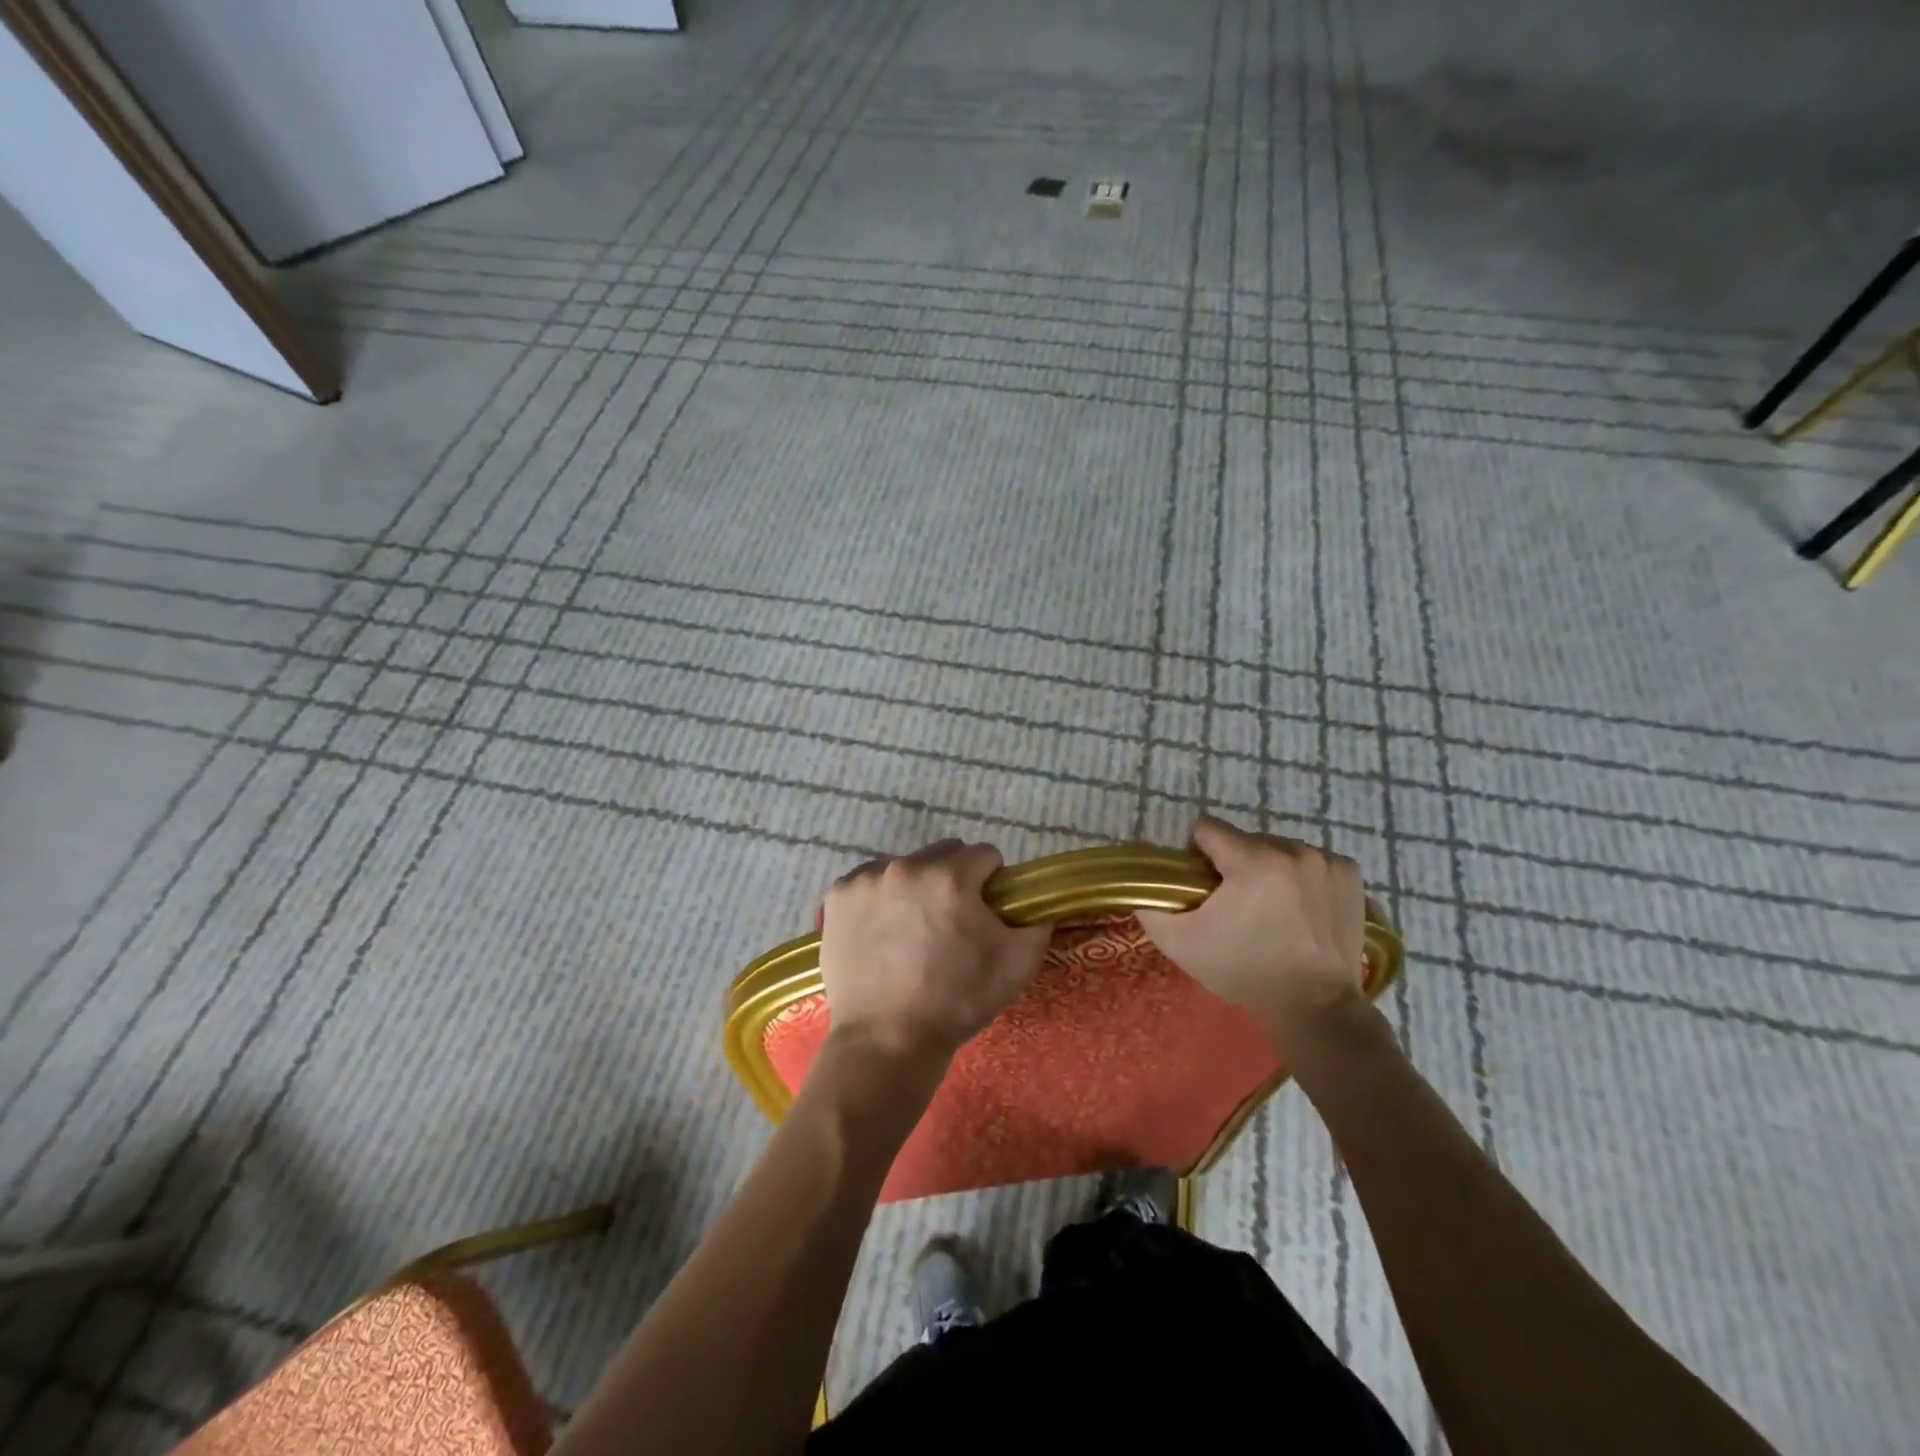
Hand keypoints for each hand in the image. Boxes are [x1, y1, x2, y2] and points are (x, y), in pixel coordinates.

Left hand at [818, 840, 1051, 1065]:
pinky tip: (881, 932)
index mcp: (950, 877)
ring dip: (914, 887)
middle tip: (950, 923)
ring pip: (904, 867)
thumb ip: (1038, 922)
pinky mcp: (837, 897)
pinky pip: (869, 882)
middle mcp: (906, 867)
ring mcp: (866, 880)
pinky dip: (879, 899)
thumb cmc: (957, 1001)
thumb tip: (1037, 903)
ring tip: (911, 931)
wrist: (887, 1041)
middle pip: (943, 855)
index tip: (985, 912)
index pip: (985, 856)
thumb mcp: (1017, 965)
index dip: (992, 883)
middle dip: (953, 880)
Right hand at [1136, 816, 1368, 1045]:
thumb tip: (1142, 884)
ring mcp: (1326, 861)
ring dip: (1268, 868)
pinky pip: (1312, 860)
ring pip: (1278, 848)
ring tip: (1271, 909)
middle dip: (1234, 864)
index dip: (1196, 854)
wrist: (1315, 1008)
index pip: (1208, 828)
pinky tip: (1300, 908)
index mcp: (1252, 861)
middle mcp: (1292, 850)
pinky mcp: (1350, 874)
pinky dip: (1302, 876)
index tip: (1201, 884)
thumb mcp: (1181, 944)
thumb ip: (1151, 906)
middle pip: (1245, 840)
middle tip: (1235, 905)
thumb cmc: (1244, 972)